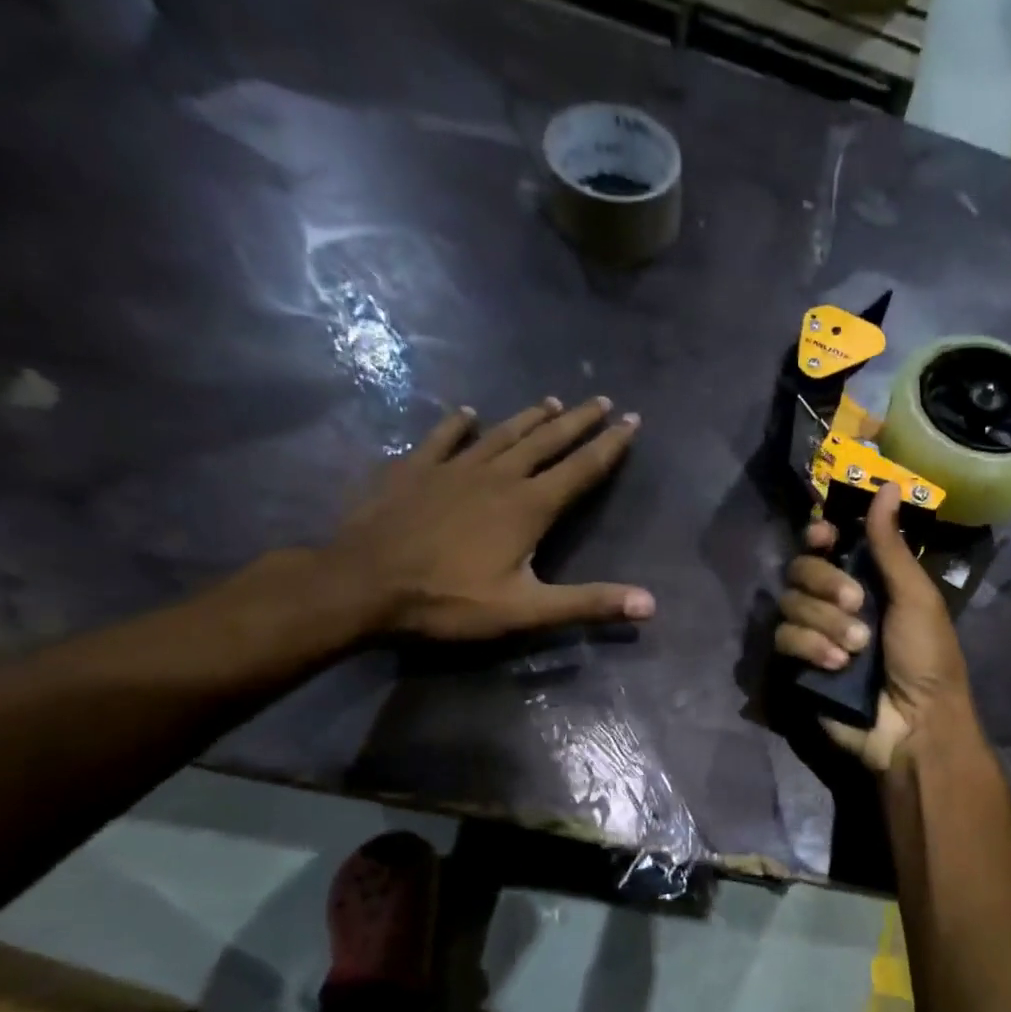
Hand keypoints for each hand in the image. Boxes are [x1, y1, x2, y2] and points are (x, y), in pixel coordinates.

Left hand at [324, 396, 652, 640]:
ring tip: (551, 401)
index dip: (610, 445)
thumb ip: (589, 604)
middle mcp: (497, 477)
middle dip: (577, 421)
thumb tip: (651, 604)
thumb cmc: (449, 601)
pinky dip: (456, 424)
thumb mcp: (527, 610)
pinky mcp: (412, 470)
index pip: (582, 469)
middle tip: (601, 400)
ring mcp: (451, 469)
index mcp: (528, 507)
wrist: (360, 586)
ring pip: (501, 434)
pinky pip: (441, 438)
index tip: (632, 420)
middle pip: (546, 441)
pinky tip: (465, 412)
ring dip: (529, 418)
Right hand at [775, 482, 973, 771]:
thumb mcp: (916, 596)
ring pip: (789, 603)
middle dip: (825, 582)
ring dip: (824, 621)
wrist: (916, 724)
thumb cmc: (928, 658)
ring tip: (856, 648)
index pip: (826, 546)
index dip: (819, 536)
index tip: (823, 536)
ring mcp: (814, 635)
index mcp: (867, 581)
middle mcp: (835, 603)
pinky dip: (809, 647)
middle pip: (801, 569)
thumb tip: (888, 485)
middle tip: (856, 602)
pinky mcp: (798, 666)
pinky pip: (783, 639)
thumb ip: (891, 544)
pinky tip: (835, 665)